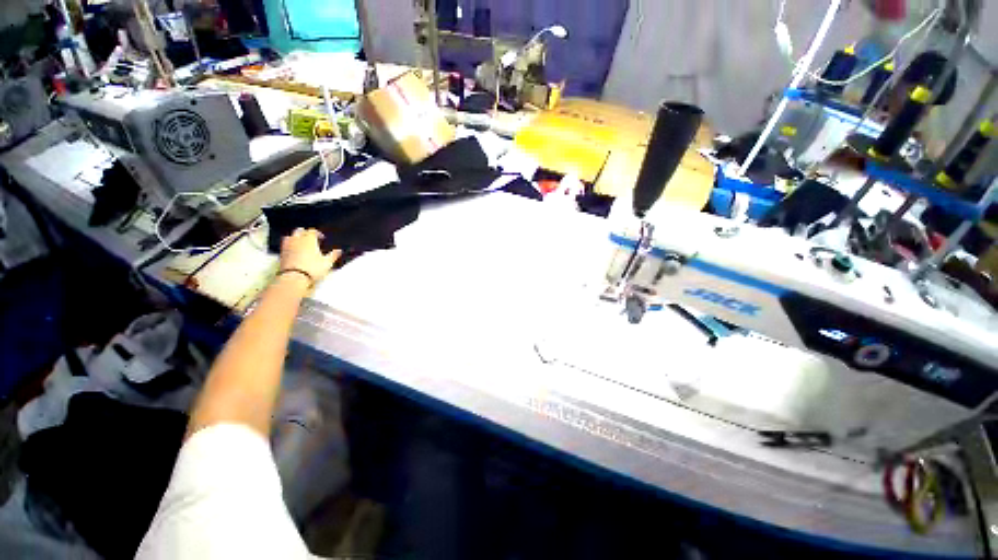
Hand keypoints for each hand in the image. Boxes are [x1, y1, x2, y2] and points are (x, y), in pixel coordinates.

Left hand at [279, 228, 340, 285]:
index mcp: (309, 240)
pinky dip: (289, 245)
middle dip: (305, 232)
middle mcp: (297, 240)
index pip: (312, 231)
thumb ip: (333, 255)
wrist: (295, 277)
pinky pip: (284, 244)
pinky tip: (293, 250)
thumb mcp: (327, 262)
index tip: (321, 238)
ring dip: (295, 237)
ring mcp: (288, 246)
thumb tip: (339, 251)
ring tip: (300, 242)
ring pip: (290, 236)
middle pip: (299, 231)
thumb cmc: (312, 268)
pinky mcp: (281, 253)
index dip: (317, 233)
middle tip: (310, 238)